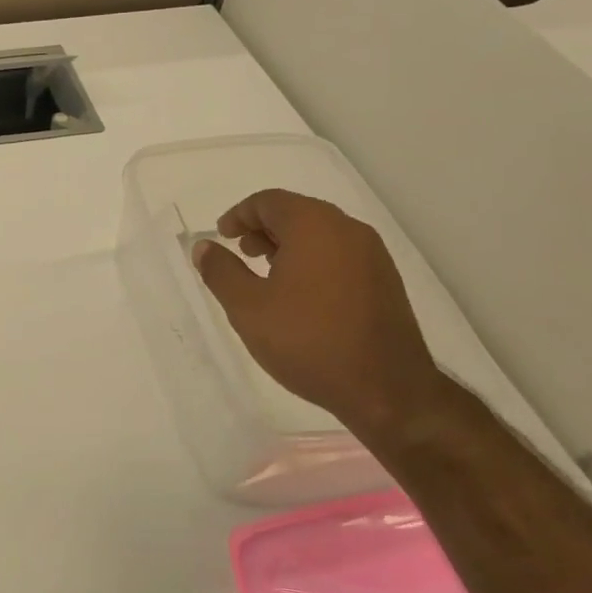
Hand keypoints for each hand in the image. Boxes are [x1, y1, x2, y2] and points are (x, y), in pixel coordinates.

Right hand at [193, 188, 451, 440]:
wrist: (387, 390)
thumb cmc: (308, 342)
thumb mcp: (248, 308)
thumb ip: (221, 272)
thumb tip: (204, 247)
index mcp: (314, 226)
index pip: (269, 201)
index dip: (239, 215)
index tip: (222, 237)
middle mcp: (347, 230)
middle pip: (297, 212)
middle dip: (263, 228)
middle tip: (241, 253)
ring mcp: (372, 255)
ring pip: (320, 233)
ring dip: (288, 244)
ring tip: (266, 274)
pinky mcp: (384, 281)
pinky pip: (339, 254)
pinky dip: (312, 260)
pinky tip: (299, 294)